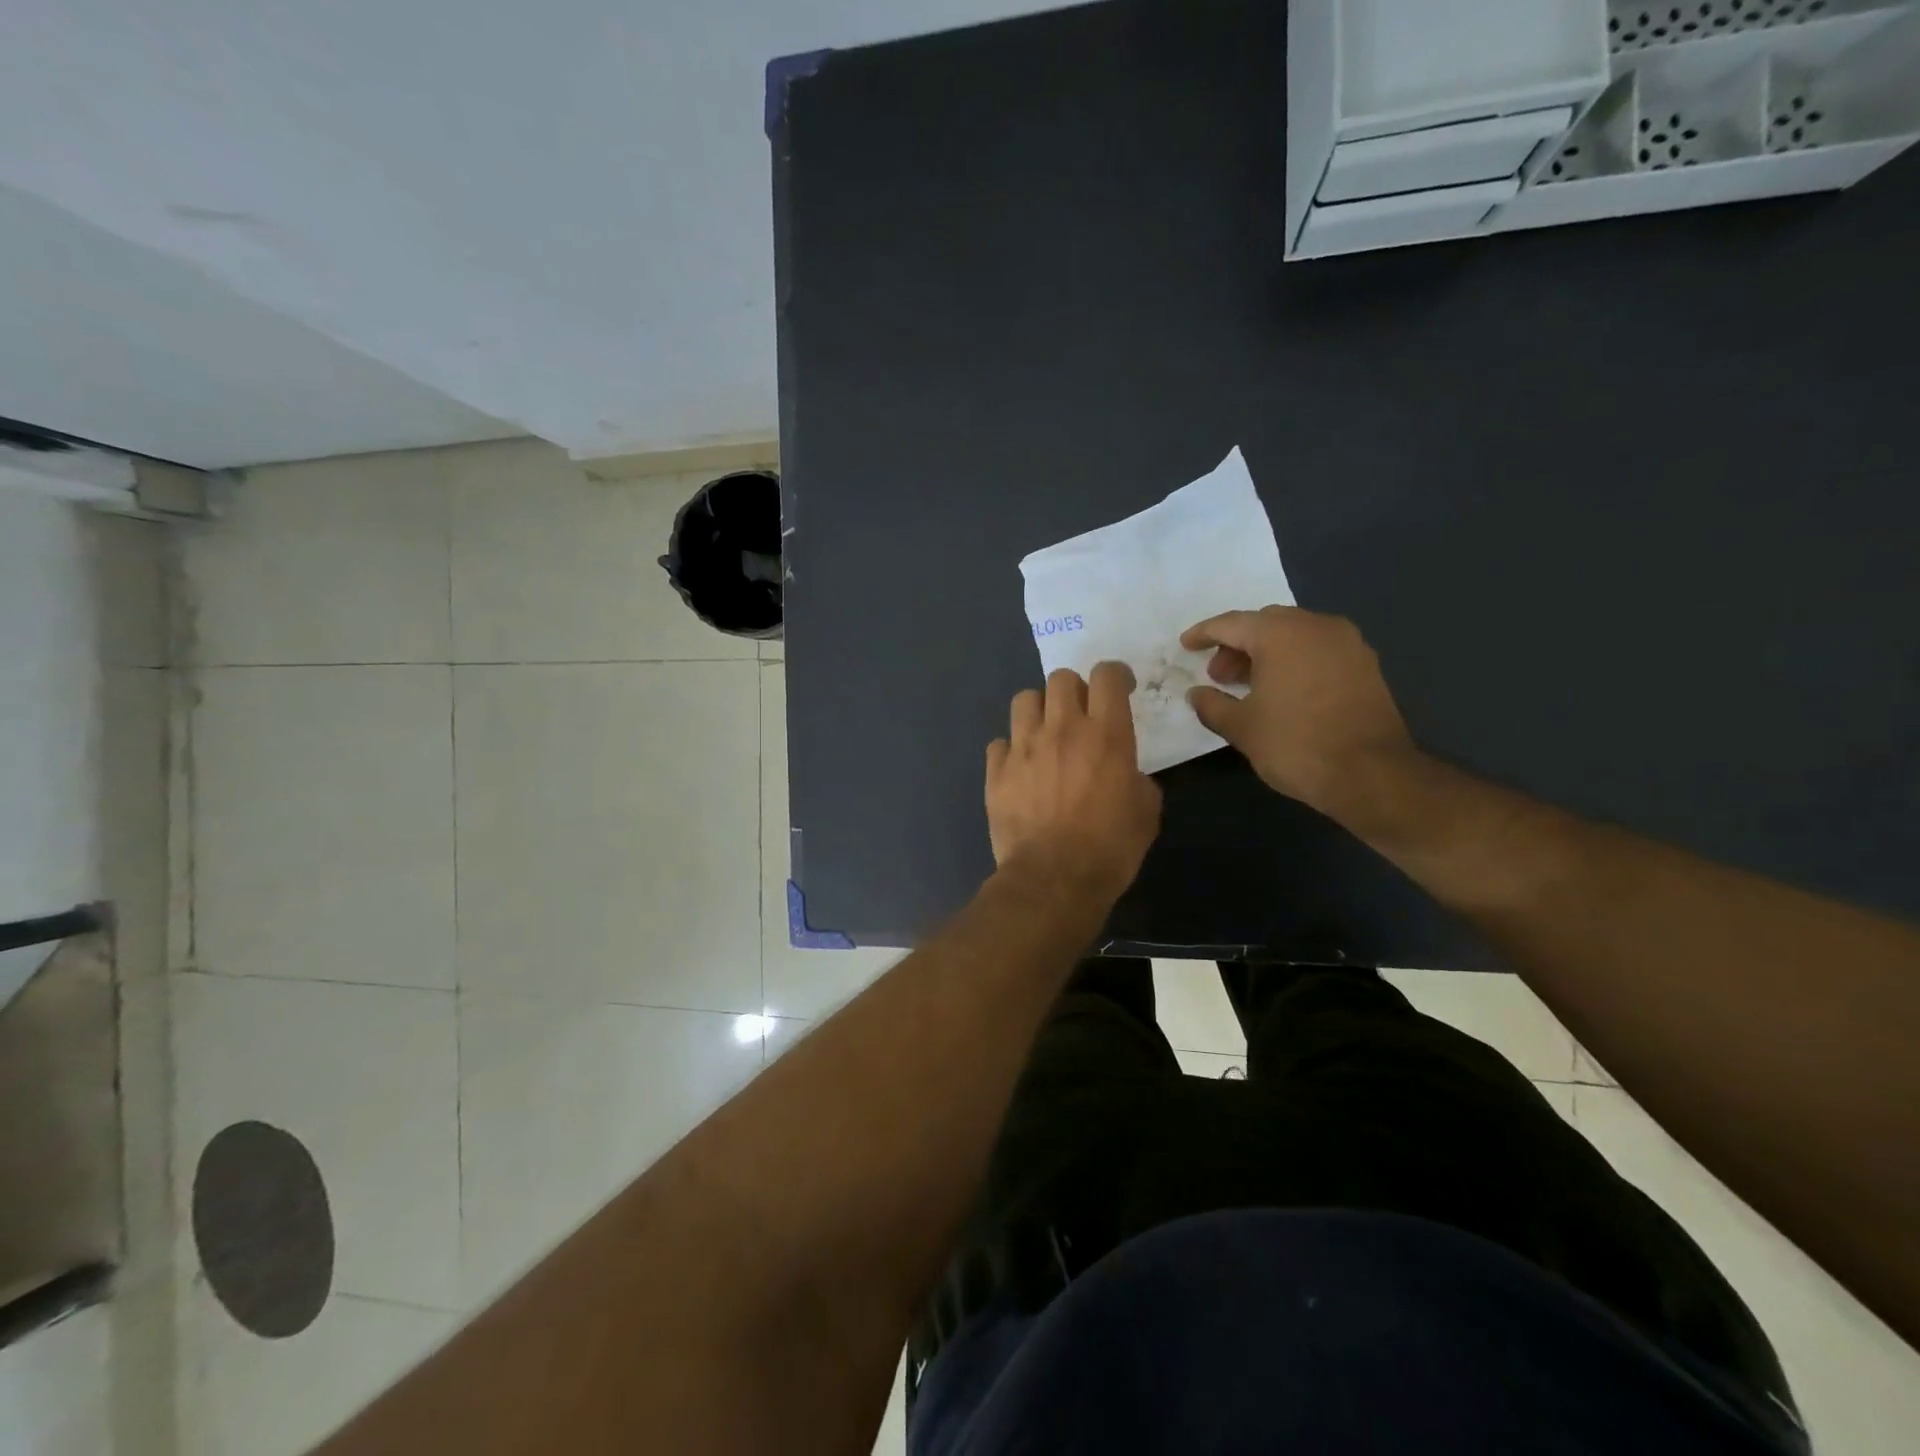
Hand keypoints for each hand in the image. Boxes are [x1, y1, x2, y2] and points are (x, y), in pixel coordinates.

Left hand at [987, 663, 1162, 902]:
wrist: (1053, 879)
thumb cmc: (1110, 848)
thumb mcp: (1146, 812)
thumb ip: (1138, 779)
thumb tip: (1127, 774)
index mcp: (1106, 735)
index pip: (1107, 675)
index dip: (1116, 675)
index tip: (1121, 689)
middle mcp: (1062, 729)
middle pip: (1061, 678)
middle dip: (1074, 689)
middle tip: (1081, 714)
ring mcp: (1024, 747)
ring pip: (1024, 699)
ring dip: (1039, 710)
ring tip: (1045, 734)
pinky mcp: (996, 771)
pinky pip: (999, 742)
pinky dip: (1011, 750)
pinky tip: (1020, 769)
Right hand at [1181, 606, 1417, 821]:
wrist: (1370, 774)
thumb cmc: (1295, 744)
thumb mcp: (1241, 728)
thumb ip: (1212, 705)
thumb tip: (1197, 694)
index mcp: (1281, 633)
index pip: (1232, 624)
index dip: (1204, 634)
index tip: (1186, 645)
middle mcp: (1316, 626)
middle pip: (1265, 624)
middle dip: (1237, 645)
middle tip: (1219, 676)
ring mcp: (1347, 644)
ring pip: (1295, 636)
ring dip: (1267, 654)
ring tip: (1248, 687)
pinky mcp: (1366, 665)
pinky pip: (1318, 651)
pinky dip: (1294, 662)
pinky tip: (1283, 693)